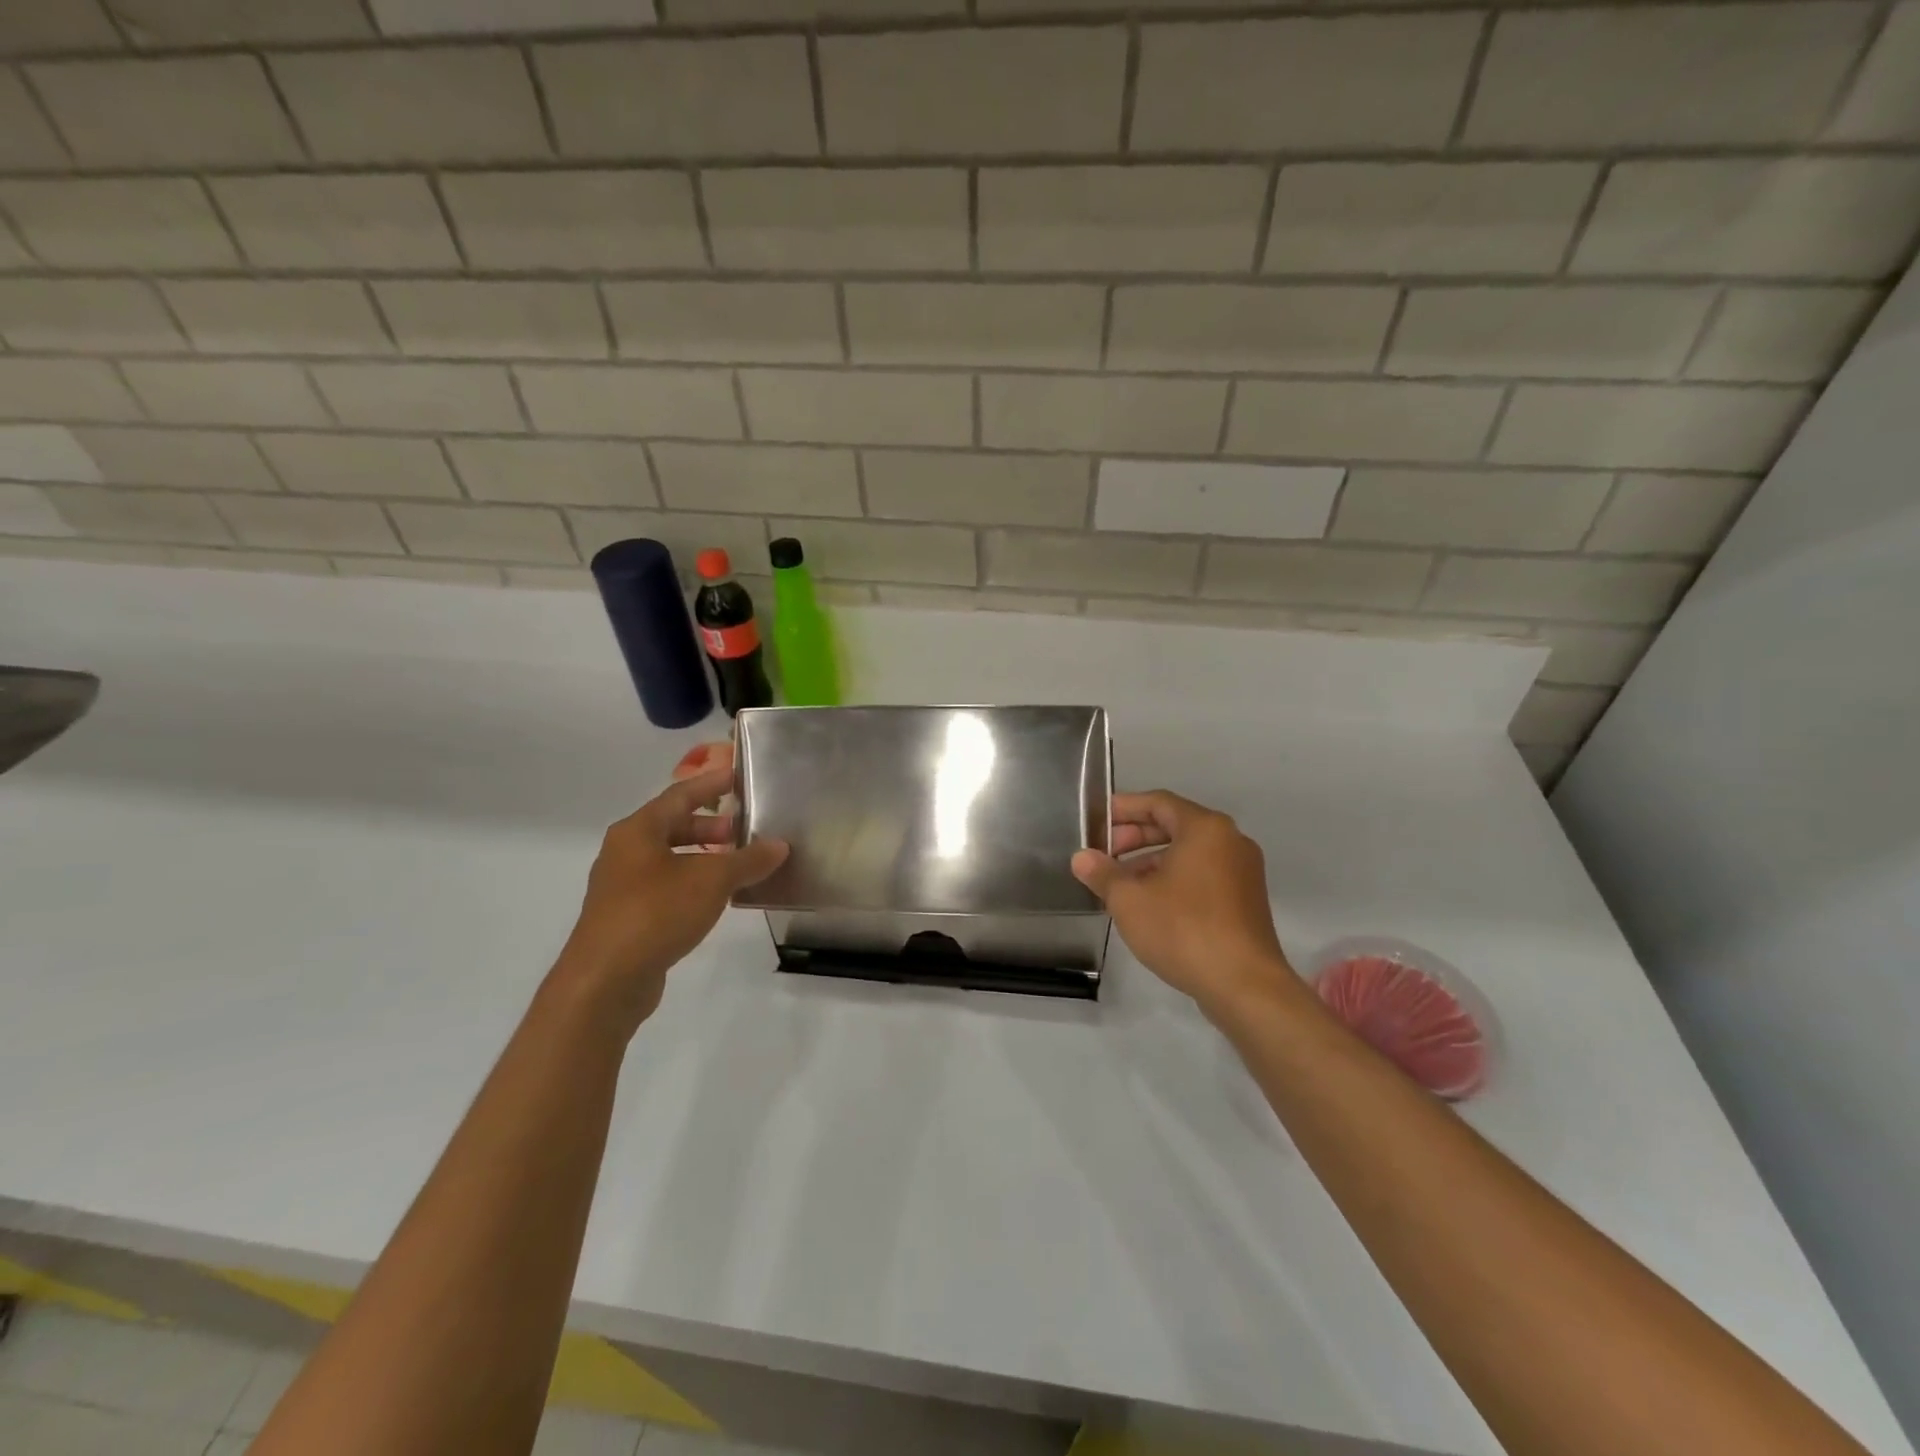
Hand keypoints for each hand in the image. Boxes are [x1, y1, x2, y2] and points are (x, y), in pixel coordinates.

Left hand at [555, 764, 786, 1028]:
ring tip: (736, 864)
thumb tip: (779, 845)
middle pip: (672, 826)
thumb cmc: (656, 913)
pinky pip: (664, 886)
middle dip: (709, 826)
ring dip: (702, 856)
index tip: (738, 777)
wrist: (605, 981)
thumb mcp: (712, 881)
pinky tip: (715, 898)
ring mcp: (621, 886)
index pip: (680, 795)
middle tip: (744, 829)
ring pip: (668, 858)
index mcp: (638, 831)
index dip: (711, 784)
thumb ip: (748, 860)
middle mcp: (624, 852)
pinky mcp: (625, 918)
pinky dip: (691, 883)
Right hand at [1072, 790, 1299, 1016]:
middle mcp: (1230, 841)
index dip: (1123, 809)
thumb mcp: (1129, 900)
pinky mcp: (1246, 900)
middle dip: (1134, 837)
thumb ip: (1102, 873)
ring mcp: (1242, 871)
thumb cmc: (1183, 929)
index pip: (1158, 802)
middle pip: (1174, 825)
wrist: (1244, 985)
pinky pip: (1202, 875)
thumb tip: (1082, 858)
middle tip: (1103, 854)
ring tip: (1119, 884)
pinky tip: (1149, 904)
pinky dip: (1173, 879)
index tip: (1095, 821)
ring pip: (1188, 853)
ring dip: (1151, 862)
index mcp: (1205, 828)